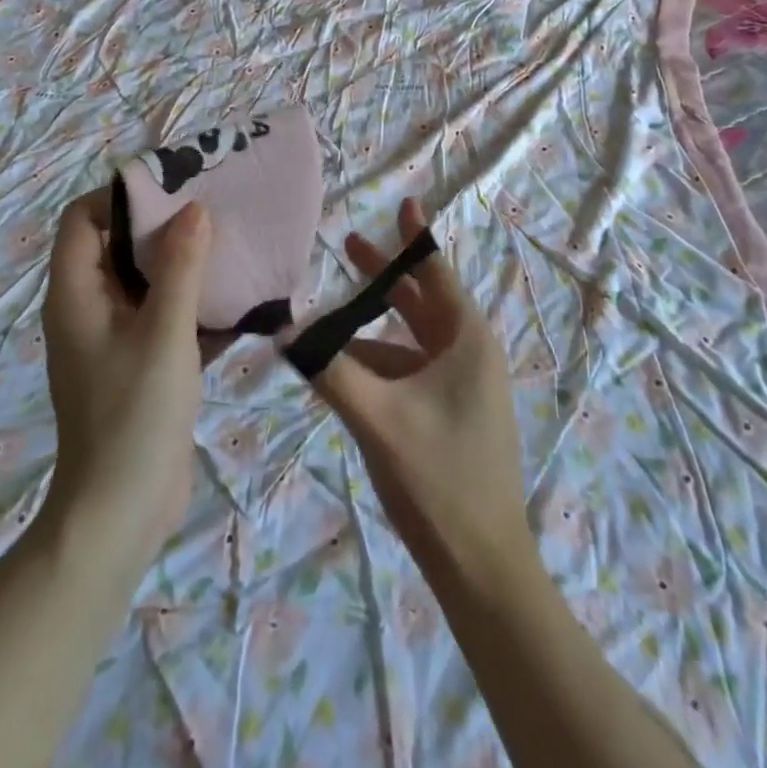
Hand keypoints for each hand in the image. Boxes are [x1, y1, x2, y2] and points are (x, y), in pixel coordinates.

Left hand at [40, 192, 212, 574]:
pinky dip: (198, 307)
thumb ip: (180, 267)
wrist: (122, 514)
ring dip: (188, 267)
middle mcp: (90, 309)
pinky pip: (168, 319)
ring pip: (149, 283)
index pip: (83, 219)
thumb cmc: (134, 416)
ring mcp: (116, 339)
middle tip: (216, 211)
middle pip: (120, 246)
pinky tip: (244, 304)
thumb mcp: (163, 334)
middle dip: (166, 227)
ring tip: (236, 248)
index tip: (174, 189)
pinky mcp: (143, 365)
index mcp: (76, 294)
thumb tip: (194, 208)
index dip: (122, 196)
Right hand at [308, 197, 538, 592]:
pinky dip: (381, 361)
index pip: (435, 272)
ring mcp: (464, 387)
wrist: (483, 565)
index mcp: (465, 341)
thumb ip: (328, 370)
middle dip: (385, 275)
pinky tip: (347, 370)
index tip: (403, 202)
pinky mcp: (454, 414)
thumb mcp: (376, 418)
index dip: (415, 237)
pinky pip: (412, 370)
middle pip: (422, 301)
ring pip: (413, 339)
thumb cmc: (438, 479)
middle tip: (348, 244)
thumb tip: (283, 331)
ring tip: (331, 318)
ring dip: (375, 325)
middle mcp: (469, 354)